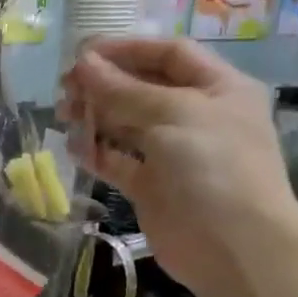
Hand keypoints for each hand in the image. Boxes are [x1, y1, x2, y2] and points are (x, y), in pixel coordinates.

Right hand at [60, 37, 297, 296]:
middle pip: (142, 88)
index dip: (126, 50)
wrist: (232, 247)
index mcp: (217, 88)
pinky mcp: (152, 185)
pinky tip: (75, 148)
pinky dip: (96, 153)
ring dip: (95, 116)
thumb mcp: (172, 114)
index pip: (168, 54)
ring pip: (126, 124)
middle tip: (65, 88)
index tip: (83, 53)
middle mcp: (196, 116)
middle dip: (104, 84)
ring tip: (65, 116)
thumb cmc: (214, 166)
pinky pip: (118, 160)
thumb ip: (123, 89)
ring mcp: (173, 153)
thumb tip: (82, 63)